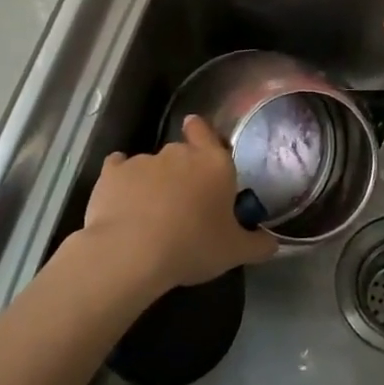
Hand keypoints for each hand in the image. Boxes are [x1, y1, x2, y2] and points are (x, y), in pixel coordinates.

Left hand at [79, 115, 276, 292]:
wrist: (131, 252)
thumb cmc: (193, 246)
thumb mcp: (234, 252)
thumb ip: (257, 245)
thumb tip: (272, 244)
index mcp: (214, 164)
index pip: (207, 132)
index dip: (201, 133)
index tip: (197, 139)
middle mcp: (179, 154)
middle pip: (181, 153)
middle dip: (180, 171)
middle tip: (182, 201)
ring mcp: (143, 160)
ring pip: (150, 165)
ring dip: (152, 182)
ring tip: (148, 214)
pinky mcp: (111, 173)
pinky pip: (118, 170)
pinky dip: (120, 183)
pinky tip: (120, 202)